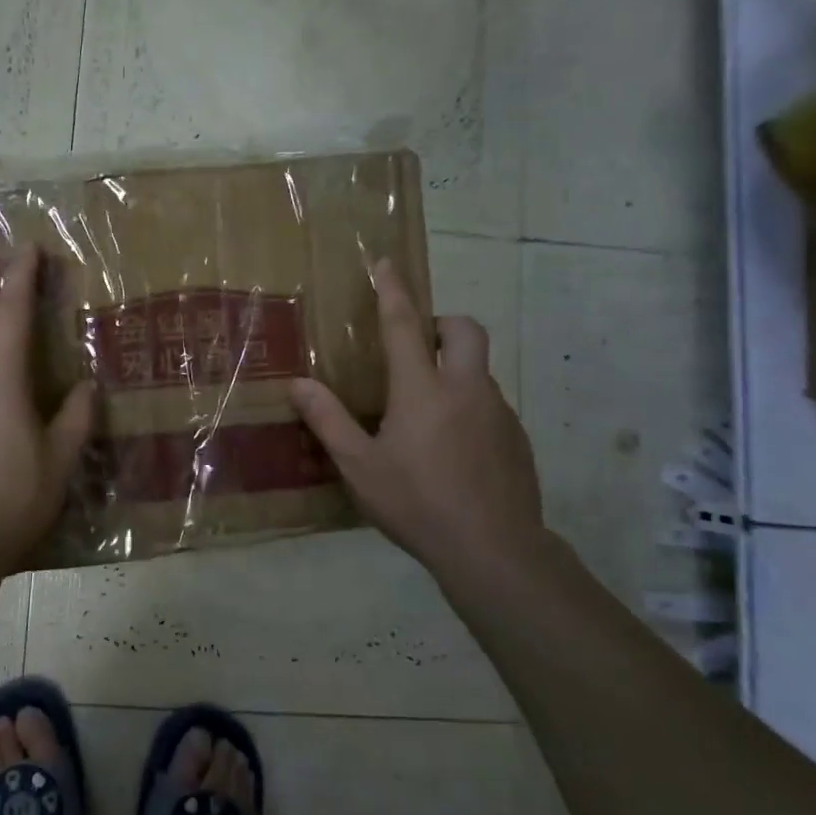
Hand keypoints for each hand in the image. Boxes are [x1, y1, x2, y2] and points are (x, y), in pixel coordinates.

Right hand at [290, 259, 542, 577]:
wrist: (494, 551)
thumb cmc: (417, 504)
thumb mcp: (360, 466)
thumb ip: (329, 420)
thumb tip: (298, 384)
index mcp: (423, 390)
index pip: (405, 325)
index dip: (393, 291)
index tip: (387, 264)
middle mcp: (466, 389)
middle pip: (465, 330)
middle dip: (442, 323)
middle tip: (417, 346)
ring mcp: (498, 412)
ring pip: (480, 369)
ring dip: (455, 370)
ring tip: (426, 412)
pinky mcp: (517, 438)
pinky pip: (490, 404)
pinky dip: (469, 406)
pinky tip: (452, 448)